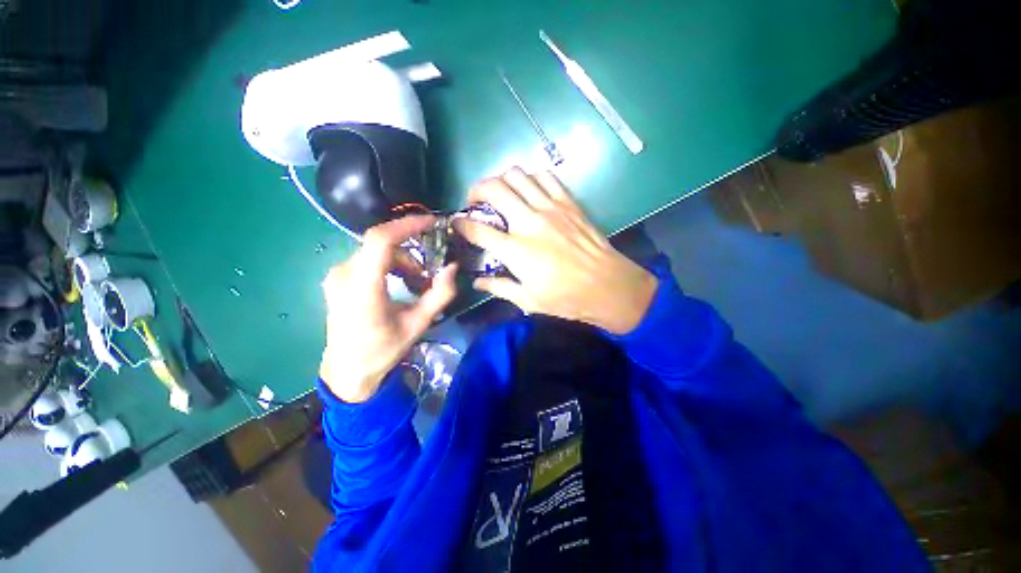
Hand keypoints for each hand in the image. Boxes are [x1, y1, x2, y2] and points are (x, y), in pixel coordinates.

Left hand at [319, 216, 456, 402]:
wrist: (348, 371)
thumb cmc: (383, 350)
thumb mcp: (418, 324)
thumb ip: (440, 294)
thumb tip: (453, 267)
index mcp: (363, 287)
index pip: (381, 240)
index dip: (407, 225)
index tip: (432, 223)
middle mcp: (344, 273)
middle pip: (383, 245)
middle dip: (412, 255)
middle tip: (428, 277)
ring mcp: (337, 274)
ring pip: (377, 252)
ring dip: (402, 262)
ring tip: (416, 285)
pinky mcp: (338, 278)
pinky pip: (369, 260)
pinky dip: (390, 266)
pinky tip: (399, 285)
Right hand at [455, 167, 657, 334]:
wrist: (607, 286)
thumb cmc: (566, 298)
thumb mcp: (528, 300)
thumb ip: (499, 287)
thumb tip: (477, 281)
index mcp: (516, 250)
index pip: (477, 230)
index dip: (461, 224)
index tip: (456, 223)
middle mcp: (529, 222)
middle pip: (493, 190)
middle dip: (476, 190)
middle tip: (475, 201)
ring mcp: (550, 208)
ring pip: (517, 175)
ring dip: (501, 180)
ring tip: (501, 192)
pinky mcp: (568, 203)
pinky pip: (545, 177)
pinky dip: (531, 178)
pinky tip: (529, 190)